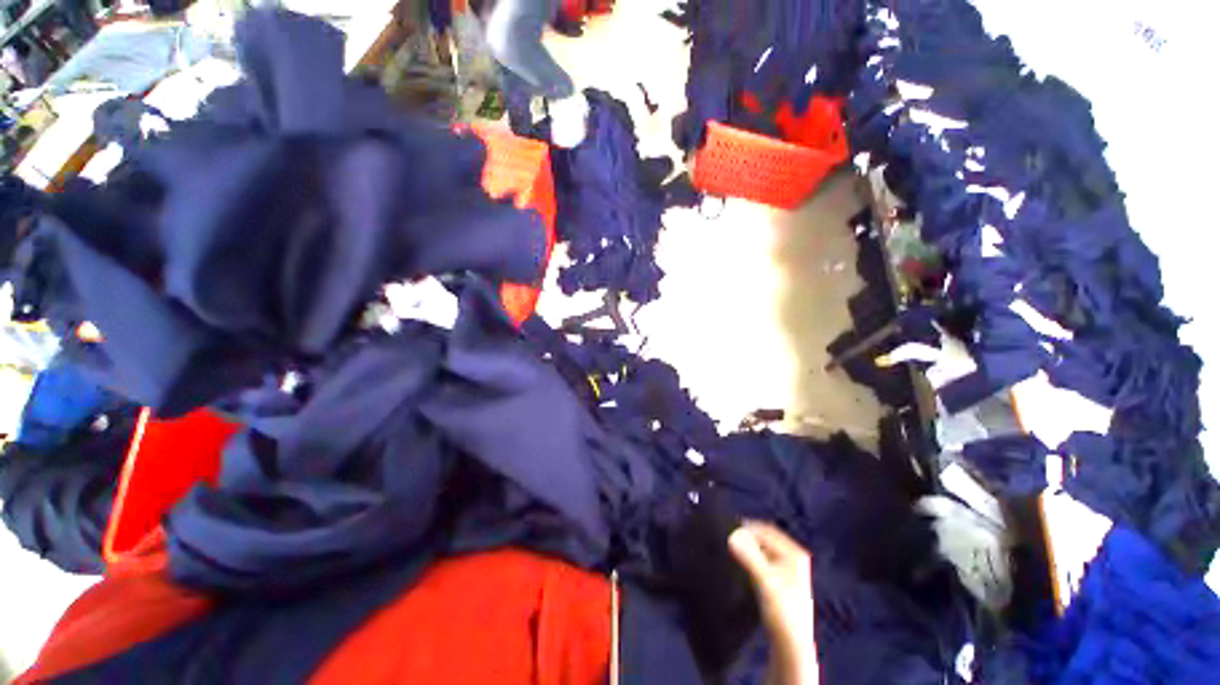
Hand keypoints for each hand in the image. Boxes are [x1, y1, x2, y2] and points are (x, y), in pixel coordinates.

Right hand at [729, 522, 817, 684]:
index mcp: (794, 553)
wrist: (791, 644)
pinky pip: (762, 559)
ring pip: (762, 549)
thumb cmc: (781, 611)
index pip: (766, 530)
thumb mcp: (764, 581)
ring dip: (748, 548)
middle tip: (727, 538)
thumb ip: (749, 556)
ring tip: (731, 550)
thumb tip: (731, 535)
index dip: (747, 527)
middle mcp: (793, 557)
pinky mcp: (781, 579)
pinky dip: (751, 558)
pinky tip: (740, 564)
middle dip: (747, 537)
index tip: (727, 530)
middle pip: (765, 538)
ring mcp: (788, 568)